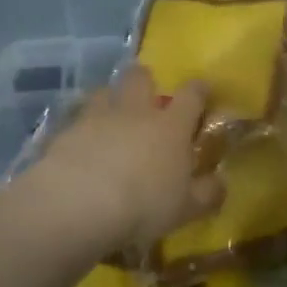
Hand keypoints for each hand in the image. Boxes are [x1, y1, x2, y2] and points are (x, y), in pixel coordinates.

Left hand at [30, 66, 223, 250]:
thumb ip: (207, 193)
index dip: (199, 90)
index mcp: (171, 126)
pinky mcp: (66, 130)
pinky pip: (75, 119)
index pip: (192, 95)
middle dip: (144, 80)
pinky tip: (78, 146)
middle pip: (140, 78)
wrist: (79, 203)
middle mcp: (135, 112)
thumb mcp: (186, 209)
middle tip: (145, 95)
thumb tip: (220, 182)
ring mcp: (97, 117)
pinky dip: (80, 128)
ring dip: (109, 99)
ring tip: (108, 117)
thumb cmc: (144, 205)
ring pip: (104, 92)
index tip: (202, 90)